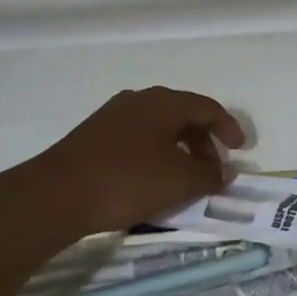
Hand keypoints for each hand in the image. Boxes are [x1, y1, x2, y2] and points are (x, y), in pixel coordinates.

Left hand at [22, 86, 246, 238]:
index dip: (228, 127)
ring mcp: (112, 116)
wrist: (56, 195)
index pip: (207, 107)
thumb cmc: (127, 180)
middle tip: (213, 168)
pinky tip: (151, 181)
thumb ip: (208, 174)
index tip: (240, 150)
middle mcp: (140, 100)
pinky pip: (137, 140)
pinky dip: (154, 155)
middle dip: (203, 142)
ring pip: (158, 128)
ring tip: (184, 178)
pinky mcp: (93, 137)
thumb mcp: (179, 181)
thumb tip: (224, 172)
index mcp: (164, 102)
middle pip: (183, 115)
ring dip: (178, 150)